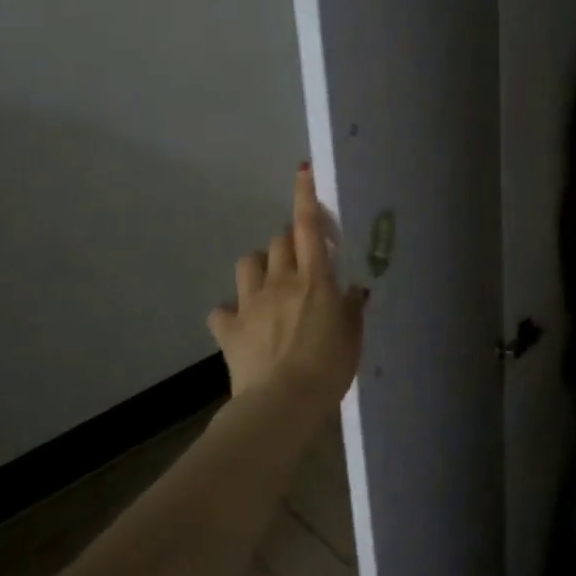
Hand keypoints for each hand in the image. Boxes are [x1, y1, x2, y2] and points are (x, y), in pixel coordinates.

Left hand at [208, 165, 366, 412]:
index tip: (304, 171)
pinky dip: (231, 313)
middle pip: (279, 239)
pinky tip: (240, 324)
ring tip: (269, 284)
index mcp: (314, 279)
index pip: (309, 226)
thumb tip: (353, 289)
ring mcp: (251, 303)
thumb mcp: (352, 336)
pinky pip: (222, 310)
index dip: (306, 196)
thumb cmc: (328, 368)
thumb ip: (351, 307)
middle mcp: (281, 281)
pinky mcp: (228, 329)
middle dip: (289, 241)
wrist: (281, 404)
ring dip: (259, 266)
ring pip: (248, 262)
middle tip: (301, 261)